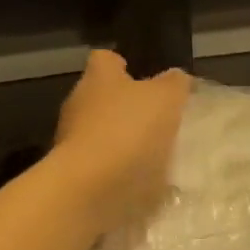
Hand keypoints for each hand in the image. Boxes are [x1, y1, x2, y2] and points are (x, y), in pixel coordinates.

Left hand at [52, 50, 190, 232]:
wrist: (91, 190)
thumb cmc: (128, 131)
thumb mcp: (165, 99)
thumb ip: (174, 84)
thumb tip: (176, 77)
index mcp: (98, 79)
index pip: (105, 59)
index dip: (122, 64)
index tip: (139, 74)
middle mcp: (79, 105)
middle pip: (102, 98)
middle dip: (126, 107)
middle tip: (158, 118)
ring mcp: (73, 142)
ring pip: (102, 133)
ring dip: (124, 141)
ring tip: (155, 154)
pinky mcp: (76, 175)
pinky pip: (103, 166)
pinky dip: (120, 171)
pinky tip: (143, 181)